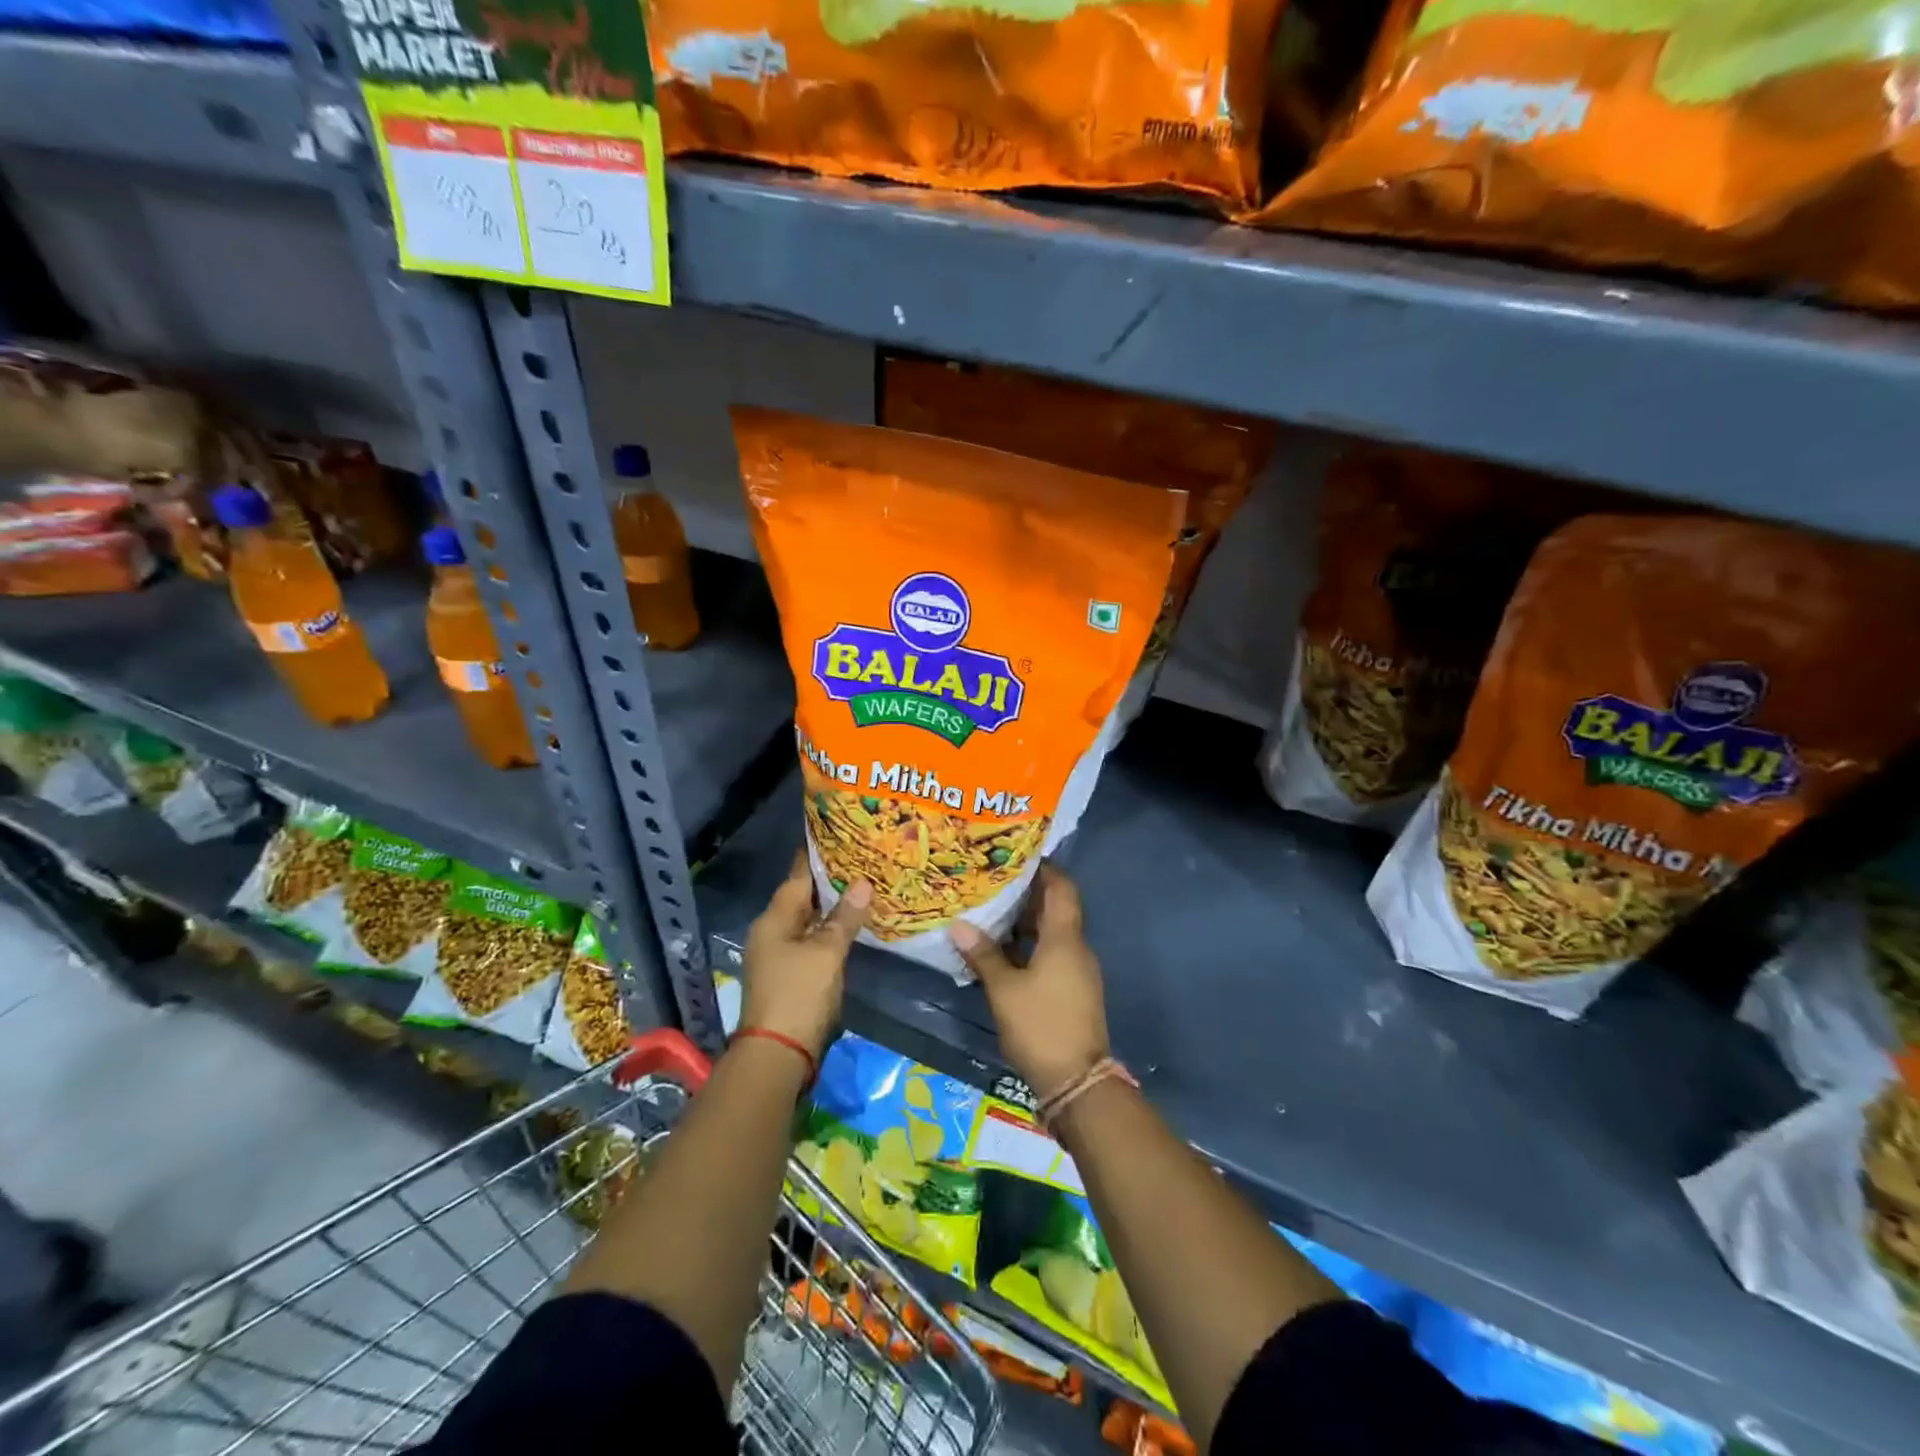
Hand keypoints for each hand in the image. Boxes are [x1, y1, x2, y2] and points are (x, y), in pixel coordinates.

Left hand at [740, 853, 870, 1059]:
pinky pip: (810, 941)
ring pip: (807, 921)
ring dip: (830, 908)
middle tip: (861, 861)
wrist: (777, 1055)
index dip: (817, 856)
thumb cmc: (799, 994)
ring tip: (862, 888)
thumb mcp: (826, 953)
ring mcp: (777, 956)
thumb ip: (844, 918)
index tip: (839, 835)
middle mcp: (771, 932)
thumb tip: (863, 883)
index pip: (797, 876)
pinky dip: (828, 931)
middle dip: (829, 881)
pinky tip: (850, 927)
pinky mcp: (788, 975)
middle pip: (801, 898)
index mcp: (774, 919)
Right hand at [949, 865, 1108, 1098]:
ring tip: (991, 913)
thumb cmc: (1040, 1025)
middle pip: (1056, 909)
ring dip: (1026, 923)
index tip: (1016, 857)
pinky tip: (1003, 952)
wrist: (1078, 1082)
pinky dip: (1031, 947)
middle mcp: (1077, 948)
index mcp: (1065, 938)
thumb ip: (983, 955)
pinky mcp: (1074, 991)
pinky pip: (1053, 955)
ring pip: (1053, 934)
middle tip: (993, 883)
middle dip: (1027, 895)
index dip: (1044, 869)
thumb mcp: (1004, 990)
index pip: (1062, 888)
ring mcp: (1078, 971)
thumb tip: (959, 924)